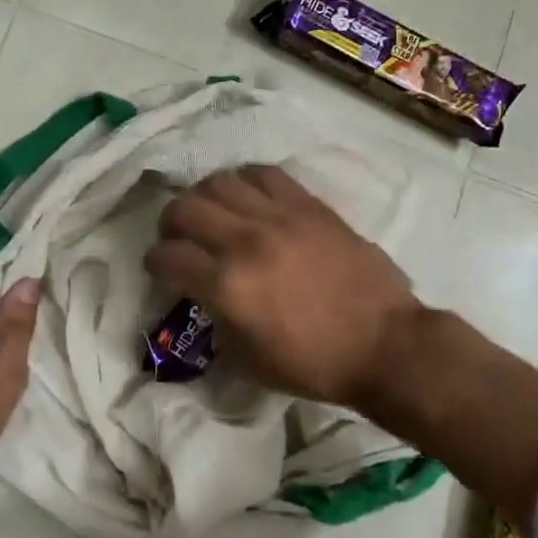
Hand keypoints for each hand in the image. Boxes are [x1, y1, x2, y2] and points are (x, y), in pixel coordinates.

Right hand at [144, 165, 421, 408]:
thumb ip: (215, 319)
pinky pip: (265, 173)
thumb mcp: (247, 360)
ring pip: (220, 181)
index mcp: (227, 286)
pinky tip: (249, 197)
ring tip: (214, 213)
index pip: (168, 256)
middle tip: (180, 238)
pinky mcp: (308, 205)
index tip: (161, 268)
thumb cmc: (314, 364)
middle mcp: (245, 241)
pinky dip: (246, 181)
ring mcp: (279, 216)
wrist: (383, 343)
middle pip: (184, 208)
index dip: (155, 262)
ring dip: (205, 197)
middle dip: (171, 223)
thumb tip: (204, 292)